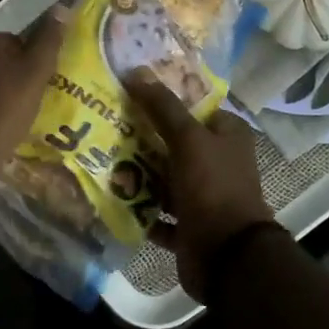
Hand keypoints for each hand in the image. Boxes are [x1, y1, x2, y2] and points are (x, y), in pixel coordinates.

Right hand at [127, 73, 276, 303]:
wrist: (227, 256)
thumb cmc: (212, 187)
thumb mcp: (188, 139)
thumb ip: (162, 107)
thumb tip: (136, 71)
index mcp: (228, 136)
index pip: (195, 107)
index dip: (165, 99)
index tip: (129, 92)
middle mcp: (218, 163)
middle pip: (175, 143)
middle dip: (143, 137)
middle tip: (106, 124)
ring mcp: (203, 197)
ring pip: (164, 178)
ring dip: (138, 173)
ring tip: (101, 159)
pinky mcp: (188, 226)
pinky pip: (158, 213)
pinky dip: (139, 208)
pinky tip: (111, 197)